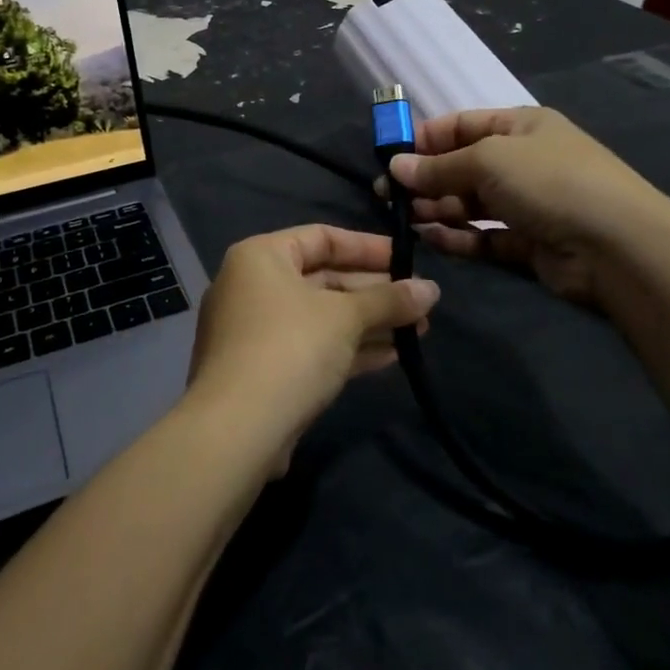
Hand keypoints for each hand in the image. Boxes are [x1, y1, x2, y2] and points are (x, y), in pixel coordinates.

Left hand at [184, 225, 439, 469]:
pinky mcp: (262, 371)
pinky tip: (392, 355)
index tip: (407, 260)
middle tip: (419, 302)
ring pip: (321, 317)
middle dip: (374, 292)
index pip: (321, 238)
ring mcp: (254, 331)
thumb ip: (389, 299)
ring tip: (418, 330)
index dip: (368, 247)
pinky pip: (312, 347)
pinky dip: (348, 348)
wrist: (236, 431)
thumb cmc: (290, 349)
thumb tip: (433, 289)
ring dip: (368, 322)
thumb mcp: (346, 317)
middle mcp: (252, 286)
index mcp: (260, 257)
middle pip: (323, 278)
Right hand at [385, 107, 661, 307]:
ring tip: (406, 219)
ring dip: (439, 208)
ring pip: (471, 203)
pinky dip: (458, 237)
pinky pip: (484, 236)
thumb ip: (439, 166)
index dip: (424, 139)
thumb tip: (396, 167)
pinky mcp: (529, 243)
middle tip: (388, 196)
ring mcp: (528, 203)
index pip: (461, 125)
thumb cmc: (549, 181)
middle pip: (463, 166)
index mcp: (519, 126)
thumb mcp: (488, 160)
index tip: (389, 158)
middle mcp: (524, 161)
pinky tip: (431, 239)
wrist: (616, 245)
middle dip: (426, 179)